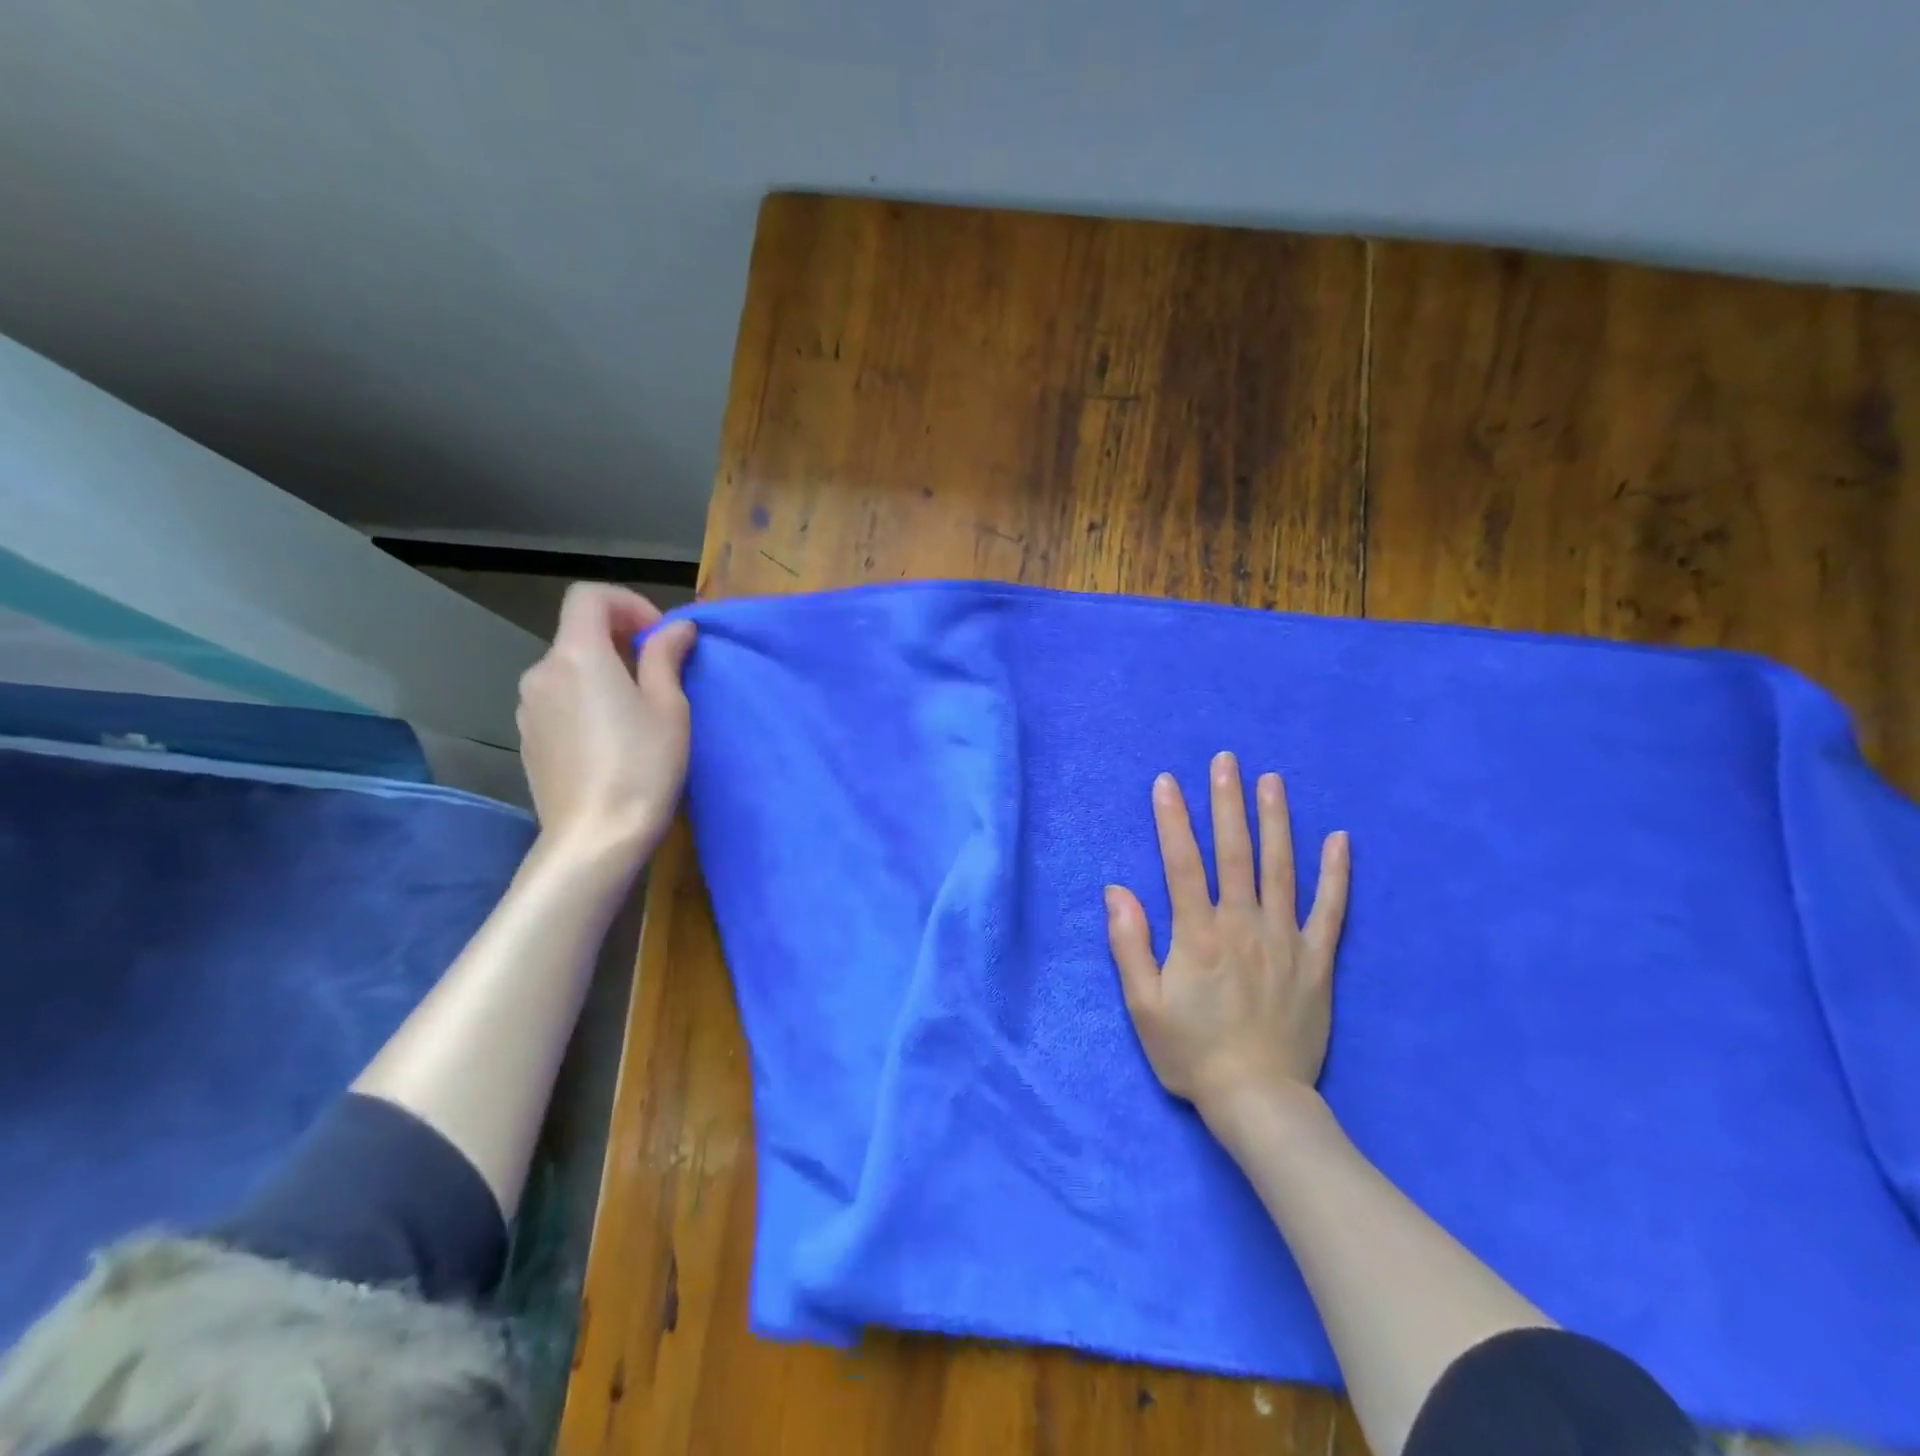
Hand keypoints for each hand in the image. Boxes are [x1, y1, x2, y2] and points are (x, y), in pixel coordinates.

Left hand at [515, 583, 696, 860]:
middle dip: (621, 641)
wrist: (594, 838)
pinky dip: (585, 701)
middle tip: (660, 676)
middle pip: (578, 634)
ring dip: (603, 673)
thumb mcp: (669, 707)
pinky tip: (611, 740)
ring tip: (638, 712)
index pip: (589, 597)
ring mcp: (528, 708)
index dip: (628, 603)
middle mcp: (542, 673)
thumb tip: (676, 628)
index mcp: (577, 656)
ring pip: (569, 670)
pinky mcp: (528, 740)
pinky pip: (559, 701)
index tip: (658, 636)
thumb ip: (666, 656)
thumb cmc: (642, 766)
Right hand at [1105, 751, 1350, 1120]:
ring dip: (1276, 821)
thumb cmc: (1192, 1053)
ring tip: (1272, 781)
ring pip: (1281, 869)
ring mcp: (1286, 940)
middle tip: (1226, 761)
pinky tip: (1339, 839)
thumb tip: (1116, 890)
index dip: (1173, 820)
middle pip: (1235, 853)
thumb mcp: (1143, 1005)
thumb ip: (1129, 944)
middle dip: (1227, 803)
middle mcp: (1243, 926)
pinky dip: (1336, 873)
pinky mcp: (1317, 960)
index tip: (1167, 782)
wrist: (1259, 1101)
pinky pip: (1330, 910)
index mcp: (1198, 935)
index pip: (1182, 863)